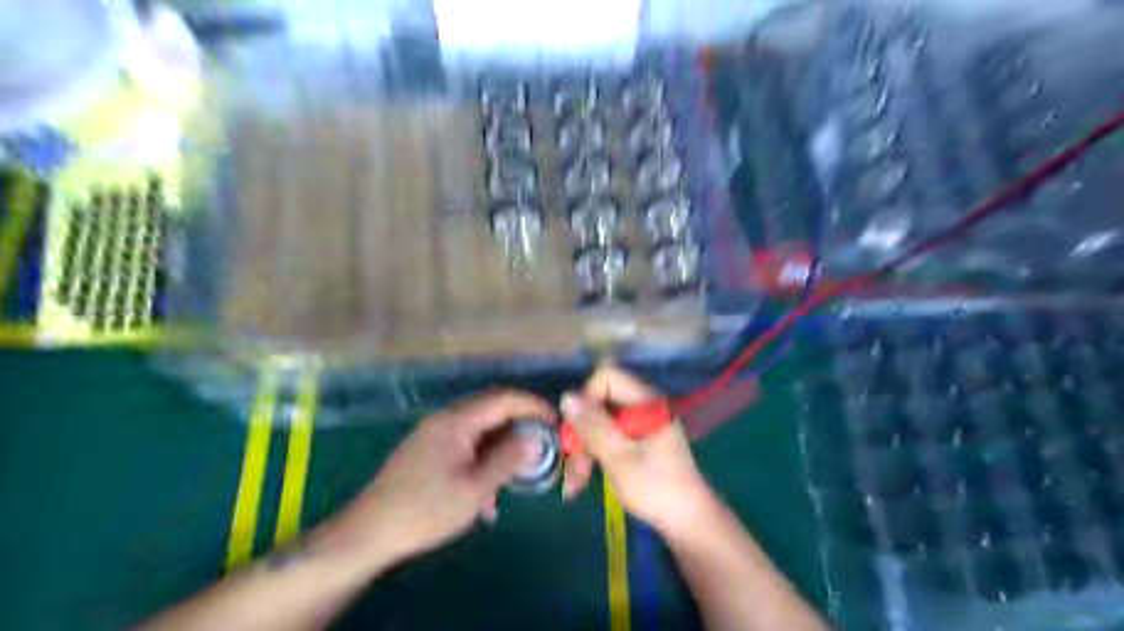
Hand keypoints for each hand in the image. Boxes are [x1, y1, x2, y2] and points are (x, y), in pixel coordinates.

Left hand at [322, 393, 550, 568]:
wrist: (368, 532)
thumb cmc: (425, 509)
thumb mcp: (475, 489)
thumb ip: (507, 459)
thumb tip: (535, 439)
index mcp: (457, 421)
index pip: (504, 399)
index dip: (534, 406)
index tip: (557, 421)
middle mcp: (445, 419)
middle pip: (492, 411)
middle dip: (520, 427)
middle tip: (543, 447)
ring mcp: (434, 434)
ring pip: (479, 430)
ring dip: (502, 447)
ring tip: (518, 473)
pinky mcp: (427, 451)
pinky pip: (465, 445)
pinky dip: (483, 459)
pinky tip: (486, 491)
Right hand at [562, 371, 720, 537]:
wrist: (688, 523)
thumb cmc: (657, 489)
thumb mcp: (620, 458)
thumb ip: (593, 426)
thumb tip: (566, 397)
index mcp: (646, 402)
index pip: (607, 378)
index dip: (586, 399)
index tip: (577, 429)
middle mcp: (642, 407)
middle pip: (599, 404)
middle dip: (580, 434)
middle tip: (571, 467)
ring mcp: (639, 426)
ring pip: (598, 425)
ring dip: (582, 452)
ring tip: (574, 485)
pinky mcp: (635, 443)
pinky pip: (606, 439)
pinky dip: (592, 458)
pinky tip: (581, 483)